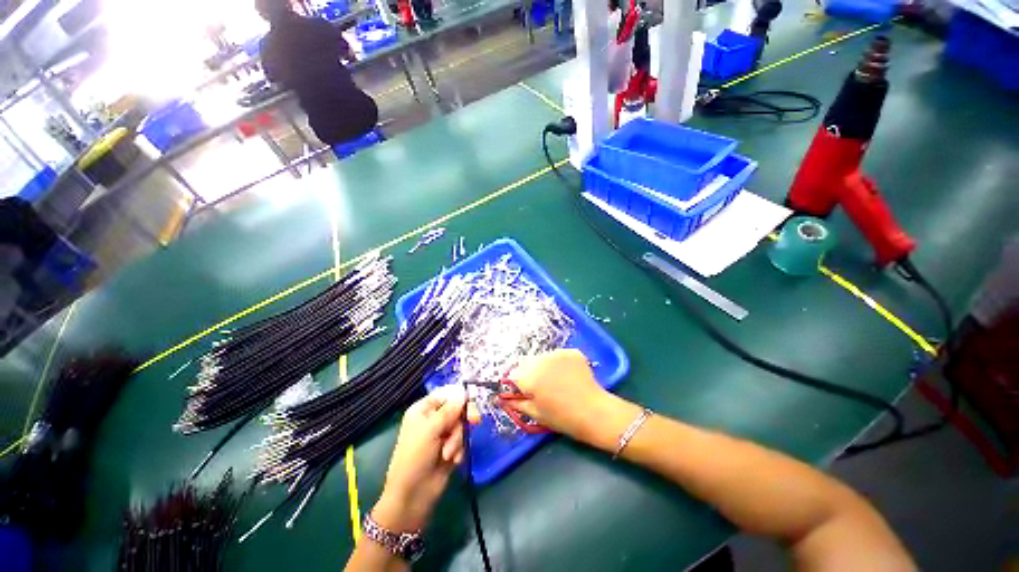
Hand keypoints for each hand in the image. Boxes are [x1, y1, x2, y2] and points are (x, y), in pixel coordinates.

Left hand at [373, 385, 476, 531]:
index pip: (446, 394)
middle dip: (461, 420)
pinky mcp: (450, 448)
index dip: (459, 397)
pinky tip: (452, 461)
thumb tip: (464, 392)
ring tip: (447, 454)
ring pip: (461, 426)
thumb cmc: (415, 457)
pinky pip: (462, 441)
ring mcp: (442, 434)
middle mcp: (433, 419)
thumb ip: (449, 410)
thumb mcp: (431, 430)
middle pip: (457, 409)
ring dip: (457, 440)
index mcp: (423, 410)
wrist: (412, 495)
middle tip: (474, 421)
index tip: (472, 400)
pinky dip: (459, 450)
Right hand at [501, 349, 610, 442]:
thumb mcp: (535, 413)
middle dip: (529, 373)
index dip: (517, 385)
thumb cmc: (562, 417)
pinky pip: (558, 356)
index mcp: (528, 376)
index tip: (525, 394)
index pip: (512, 375)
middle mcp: (540, 359)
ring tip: (557, 382)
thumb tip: (498, 399)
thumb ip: (515, 403)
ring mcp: (557, 353)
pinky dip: (559, 364)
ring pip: (542, 358)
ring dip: (543, 367)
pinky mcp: (571, 352)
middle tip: (541, 389)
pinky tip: (568, 376)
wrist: (595, 412)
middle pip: (526, 363)